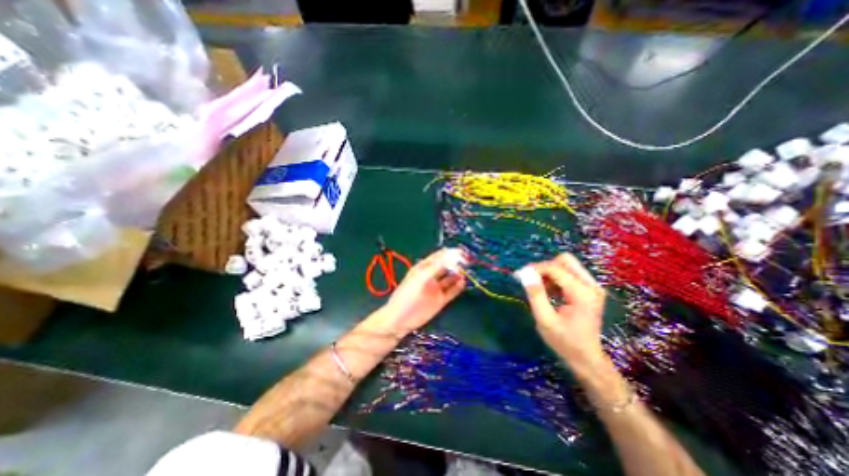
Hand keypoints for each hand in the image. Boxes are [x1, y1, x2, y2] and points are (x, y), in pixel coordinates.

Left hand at [372, 249, 466, 334]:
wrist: (400, 319)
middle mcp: (431, 276)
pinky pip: (452, 291)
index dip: (449, 253)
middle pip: (446, 266)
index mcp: (424, 268)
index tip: (461, 252)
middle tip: (466, 262)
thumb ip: (436, 267)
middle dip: (456, 263)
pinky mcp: (440, 300)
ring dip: (458, 274)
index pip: (439, 257)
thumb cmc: (407, 295)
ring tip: (466, 272)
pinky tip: (463, 282)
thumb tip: (450, 256)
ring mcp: (436, 288)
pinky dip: (458, 286)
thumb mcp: (421, 278)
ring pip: (450, 278)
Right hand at [517, 254, 603, 375]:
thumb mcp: (545, 320)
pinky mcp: (590, 289)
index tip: (519, 275)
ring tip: (539, 288)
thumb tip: (525, 273)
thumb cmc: (564, 342)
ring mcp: (592, 287)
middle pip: (565, 260)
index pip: (555, 268)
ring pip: (567, 265)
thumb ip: (536, 294)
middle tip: (531, 280)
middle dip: (545, 267)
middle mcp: (591, 285)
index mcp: (582, 293)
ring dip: (550, 272)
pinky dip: (556, 278)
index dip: (535, 268)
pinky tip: (549, 292)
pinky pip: (569, 273)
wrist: (587, 358)